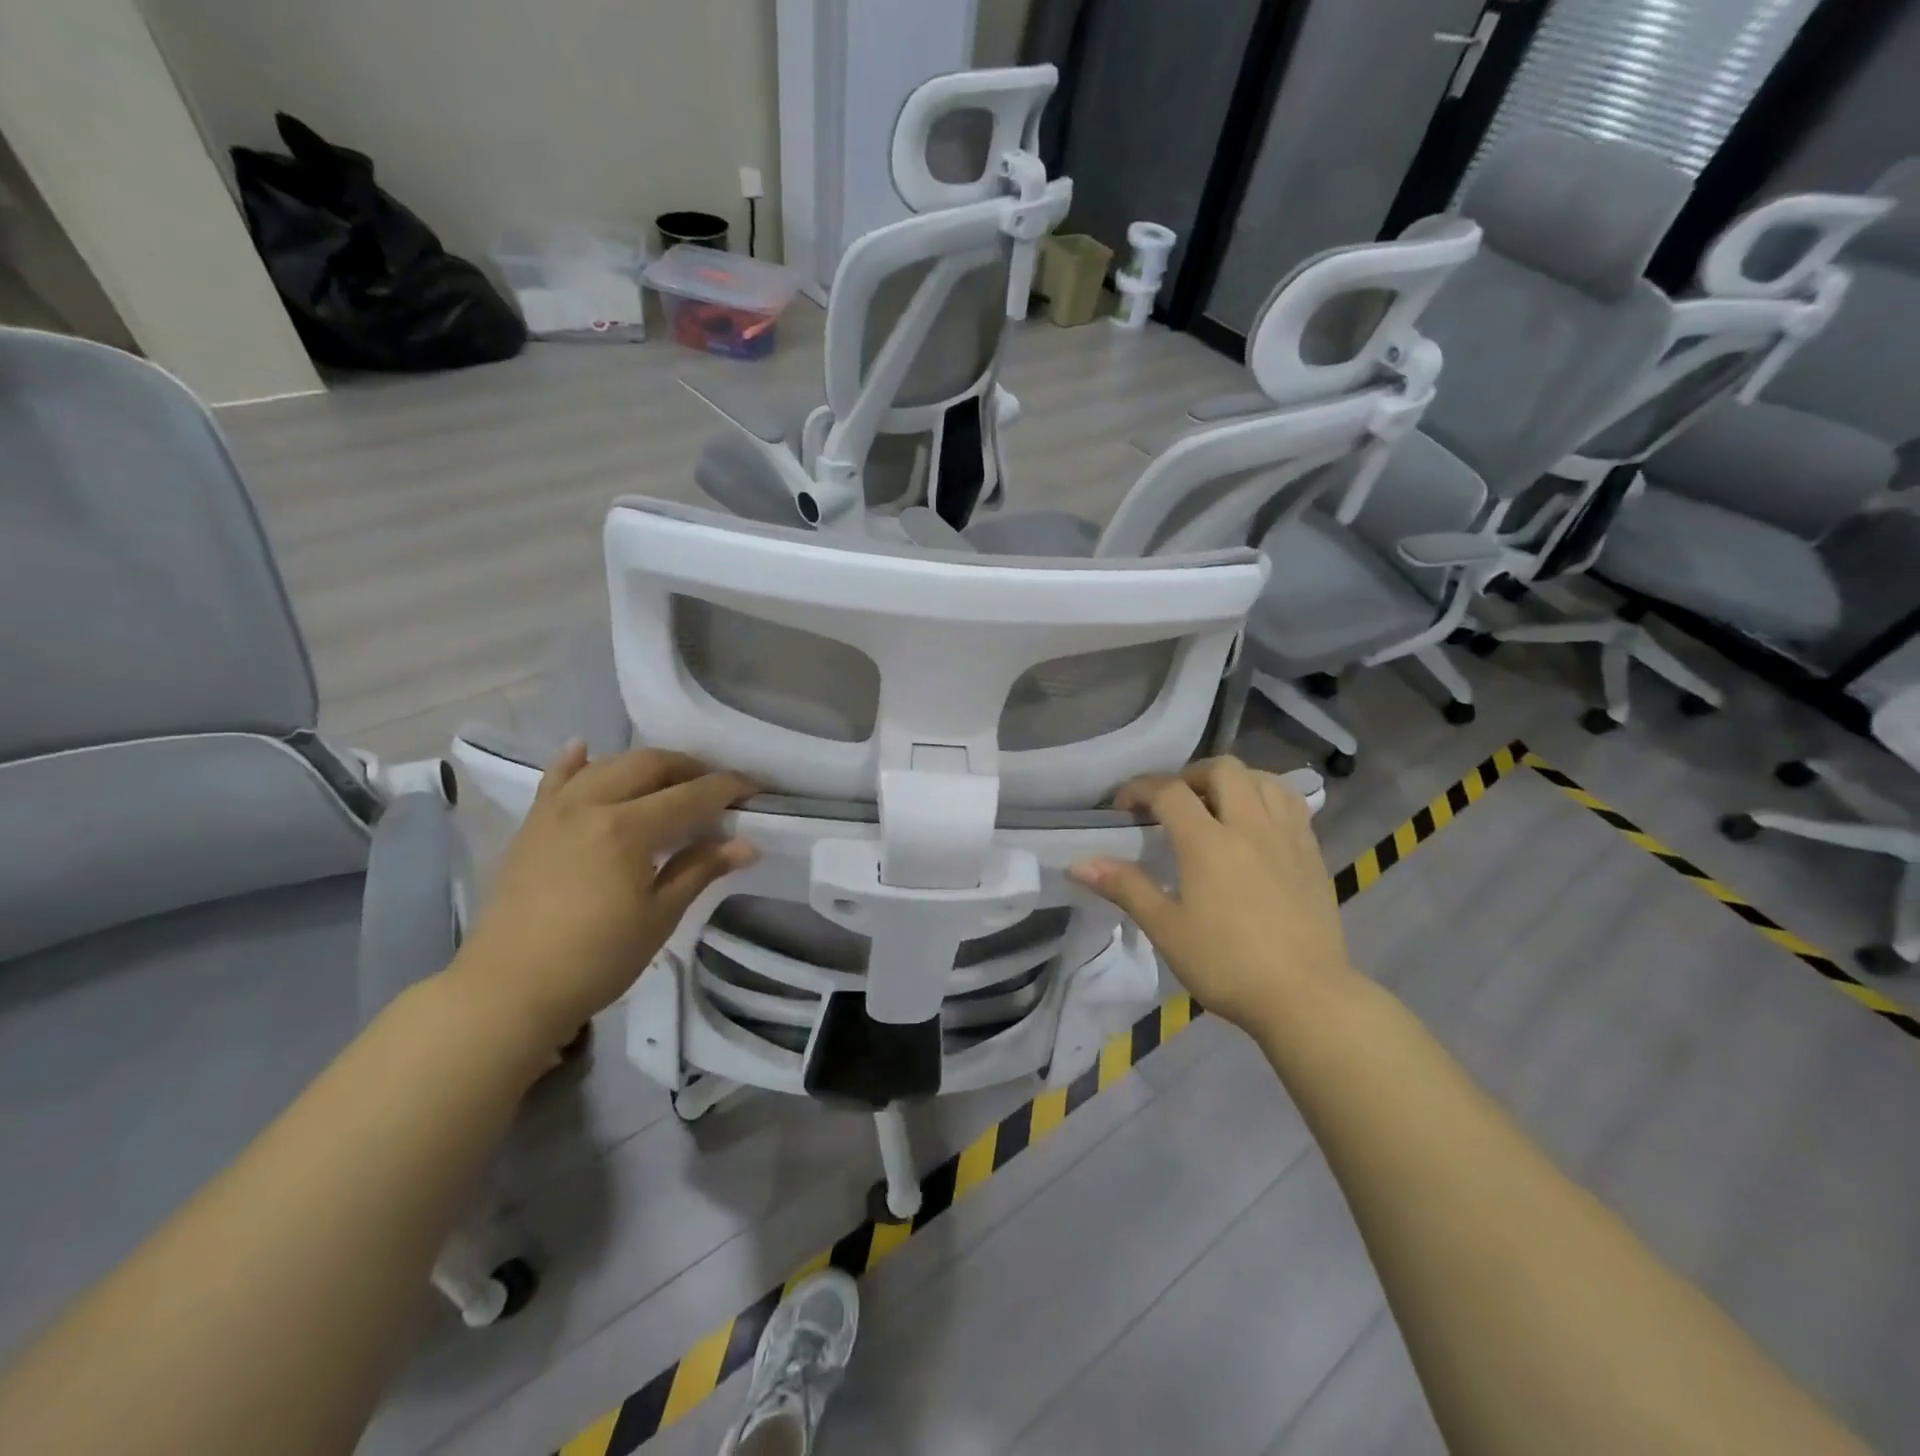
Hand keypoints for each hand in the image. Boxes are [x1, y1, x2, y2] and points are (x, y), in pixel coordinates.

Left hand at [452, 743, 758, 1055]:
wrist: (508, 991)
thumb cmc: (596, 959)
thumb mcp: (659, 916)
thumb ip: (701, 869)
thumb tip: (747, 844)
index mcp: (627, 828)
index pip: (690, 795)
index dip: (727, 788)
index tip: (754, 789)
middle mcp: (590, 805)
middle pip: (649, 765)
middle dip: (689, 768)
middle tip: (715, 787)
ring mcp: (555, 811)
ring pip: (608, 765)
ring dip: (645, 765)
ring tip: (669, 780)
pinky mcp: (531, 825)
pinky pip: (555, 780)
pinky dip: (575, 763)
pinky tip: (584, 750)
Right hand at [1070, 758, 1354, 1034]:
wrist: (1307, 998)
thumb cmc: (1227, 965)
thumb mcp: (1166, 929)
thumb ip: (1125, 887)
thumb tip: (1079, 864)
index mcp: (1207, 842)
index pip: (1169, 790)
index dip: (1139, 788)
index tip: (1123, 806)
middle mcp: (1249, 825)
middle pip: (1222, 769)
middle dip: (1190, 775)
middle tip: (1174, 803)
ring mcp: (1287, 836)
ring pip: (1262, 779)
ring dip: (1233, 781)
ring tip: (1217, 805)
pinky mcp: (1312, 853)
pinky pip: (1291, 803)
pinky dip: (1267, 798)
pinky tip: (1256, 824)